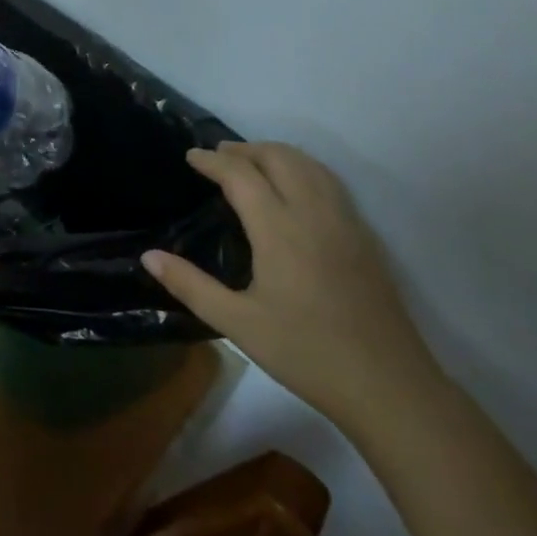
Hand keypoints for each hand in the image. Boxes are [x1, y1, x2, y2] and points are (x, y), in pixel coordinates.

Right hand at [144, 141, 440, 432]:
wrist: (388, 386)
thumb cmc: (306, 353)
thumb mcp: (238, 325)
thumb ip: (191, 285)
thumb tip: (148, 256)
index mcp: (279, 229)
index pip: (241, 175)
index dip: (213, 161)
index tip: (190, 156)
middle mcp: (312, 212)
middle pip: (277, 157)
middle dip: (244, 149)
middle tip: (217, 157)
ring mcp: (344, 221)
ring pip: (308, 164)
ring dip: (275, 153)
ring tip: (251, 163)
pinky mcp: (363, 235)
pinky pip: (329, 181)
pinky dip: (302, 167)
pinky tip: (294, 188)